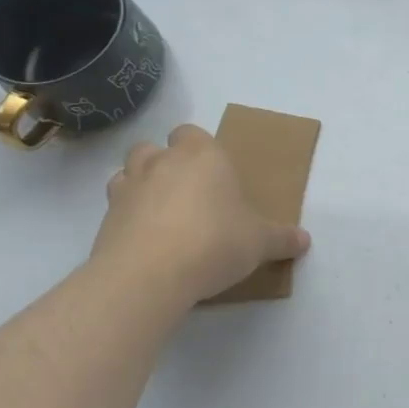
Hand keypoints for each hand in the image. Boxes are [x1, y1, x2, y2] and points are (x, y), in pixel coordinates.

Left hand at [89, 125, 310, 309]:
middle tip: (186, 193)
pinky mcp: (104, 220)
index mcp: (202, 156)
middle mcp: (162, 162)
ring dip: (139, 185)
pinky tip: (143, 241)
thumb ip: (281, 238)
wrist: (150, 274)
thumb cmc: (215, 242)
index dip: (199, 149)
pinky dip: (125, 218)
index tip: (212, 173)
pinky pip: (114, 208)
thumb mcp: (260, 243)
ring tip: (159, 213)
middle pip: (153, 147)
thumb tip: (304, 241)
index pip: (192, 133)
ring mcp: (128, 189)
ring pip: (127, 172)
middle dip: (164, 163)